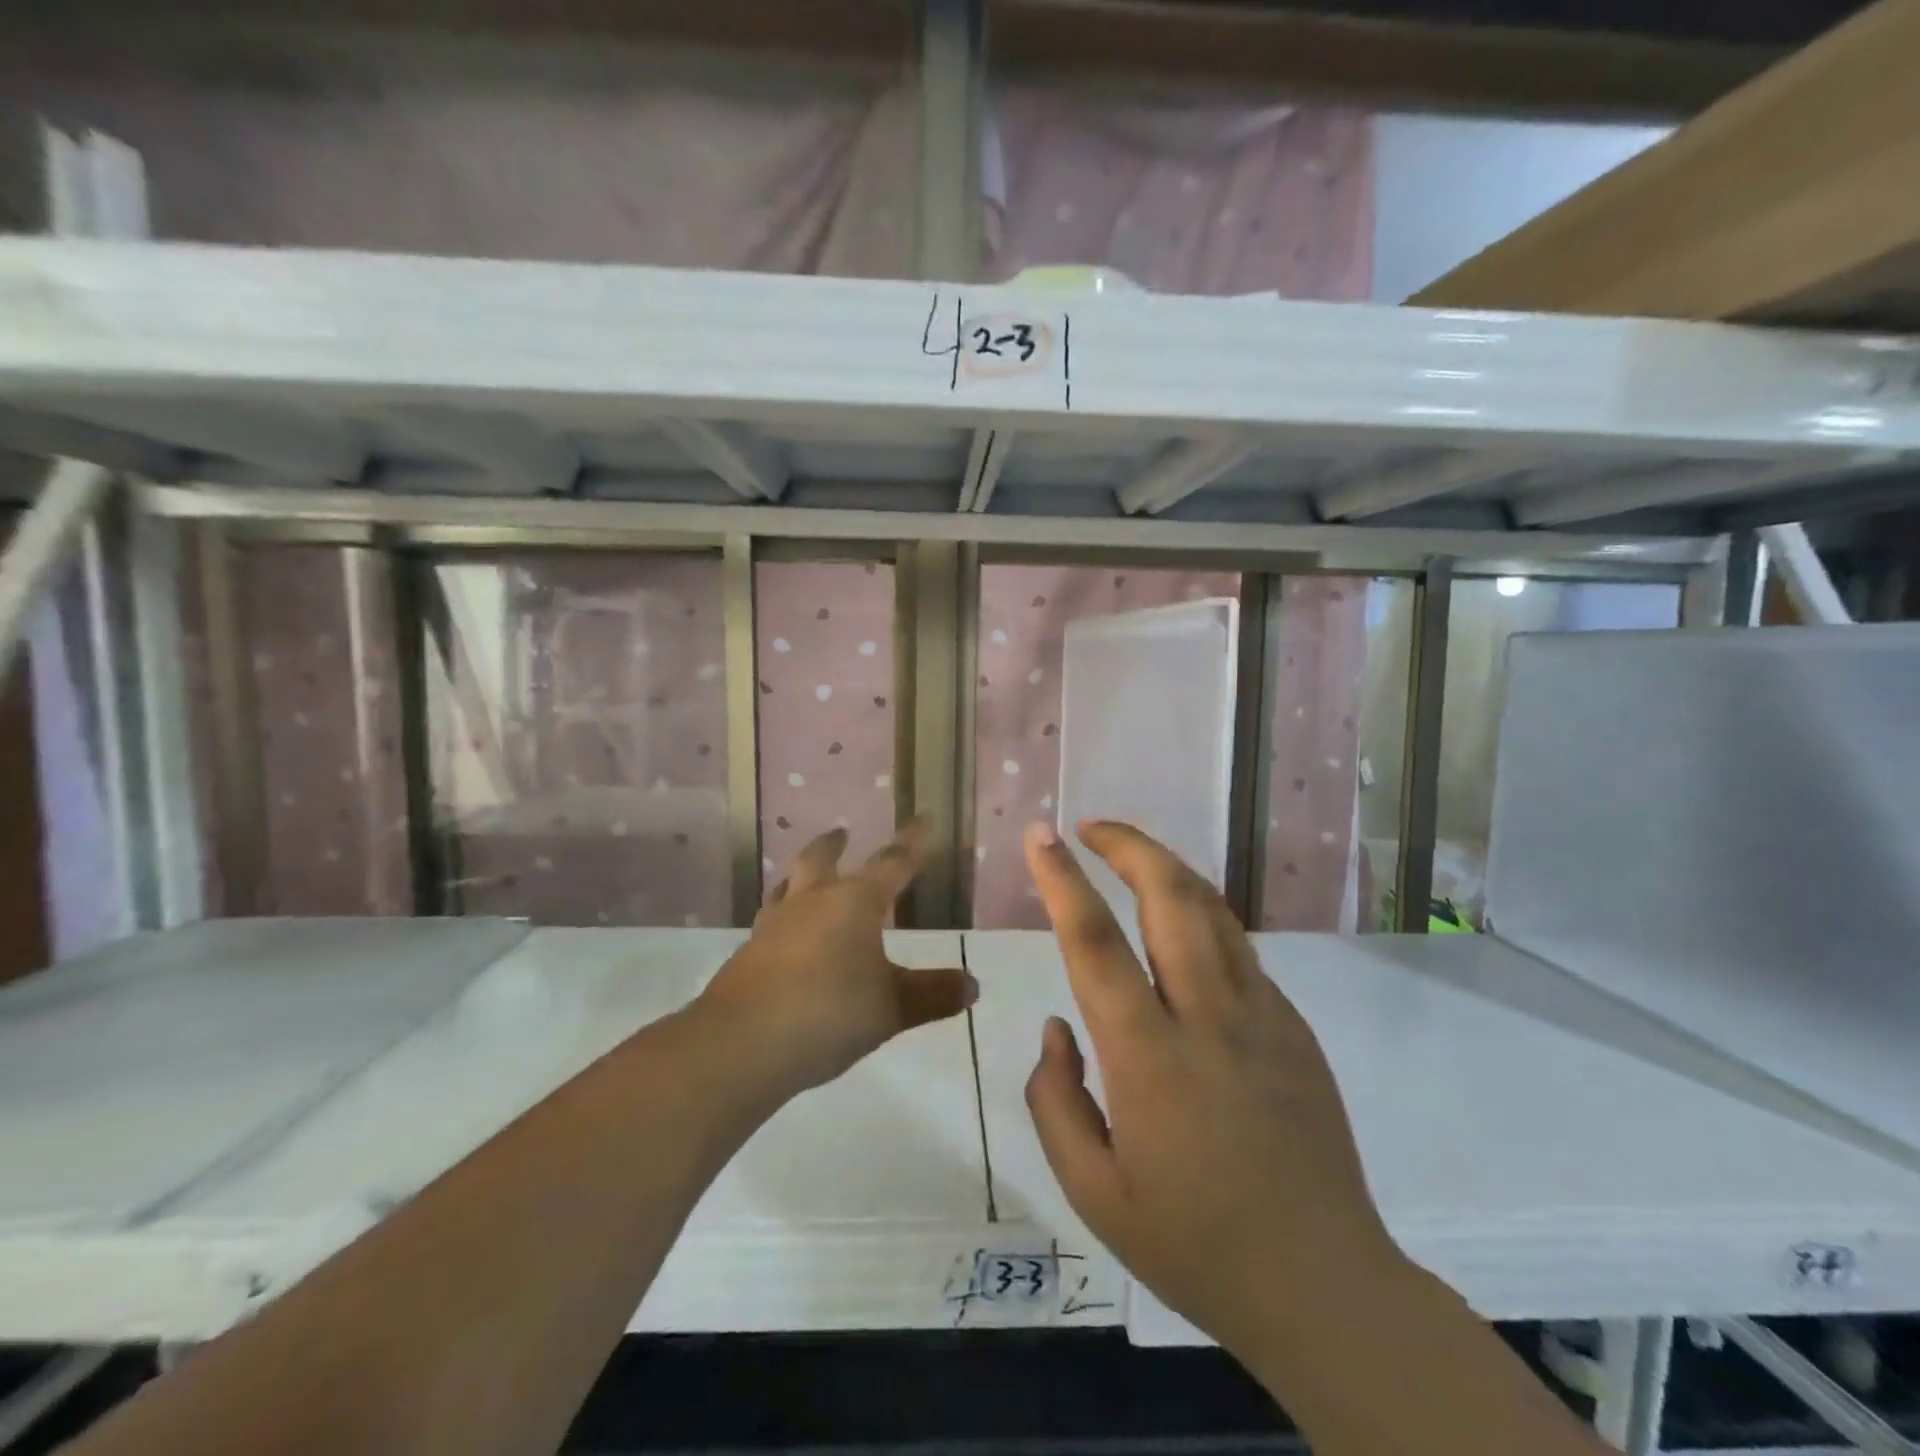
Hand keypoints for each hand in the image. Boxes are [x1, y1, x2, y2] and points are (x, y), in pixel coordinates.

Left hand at [699, 823, 976, 1096]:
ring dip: (800, 876)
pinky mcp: (748, 952)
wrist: (742, 1043)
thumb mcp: (892, 1008)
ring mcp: (773, 925)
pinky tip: (785, 937)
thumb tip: (972, 985)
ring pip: (787, 886)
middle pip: (820, 859)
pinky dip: (783, 917)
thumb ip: (932, 994)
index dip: (911, 843)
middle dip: (834, 845)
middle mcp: (811, 902)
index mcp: (854, 903)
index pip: (891, 863)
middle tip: (841, 834)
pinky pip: (770, 921)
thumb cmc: (829, 1013)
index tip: (922, 820)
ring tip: (805, 878)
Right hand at [1022, 820, 1404, 1361]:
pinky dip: (1197, 915)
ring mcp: (1262, 1016)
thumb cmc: (1195, 1246)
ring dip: (1165, 868)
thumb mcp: (1094, 1194)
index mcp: (1150, 1060)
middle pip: (1171, 898)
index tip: (1040, 836)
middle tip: (1089, 828)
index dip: (1062, 881)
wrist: (1325, 1289)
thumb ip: (1056, 1101)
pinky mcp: (1294, 1026)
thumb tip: (1057, 1027)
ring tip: (1128, 856)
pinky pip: (1237, 949)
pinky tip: (1175, 929)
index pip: (1095, 944)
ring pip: (1212, 911)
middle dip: (1127, 845)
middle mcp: (1209, 1019)